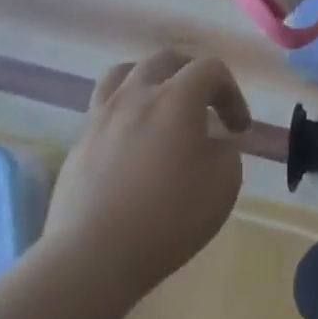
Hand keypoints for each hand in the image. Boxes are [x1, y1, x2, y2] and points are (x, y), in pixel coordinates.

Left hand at [43, 52, 250, 312]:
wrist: (92, 259)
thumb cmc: (169, 218)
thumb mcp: (224, 183)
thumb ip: (225, 151)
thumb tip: (211, 143)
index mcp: (176, 98)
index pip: (210, 68)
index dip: (232, 92)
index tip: (239, 129)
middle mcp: (135, 96)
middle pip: (165, 59)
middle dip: (193, 73)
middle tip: (206, 102)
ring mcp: (100, 118)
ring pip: (124, 73)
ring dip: (151, 81)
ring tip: (161, 106)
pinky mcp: (78, 144)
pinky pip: (104, 108)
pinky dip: (126, 112)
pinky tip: (135, 143)